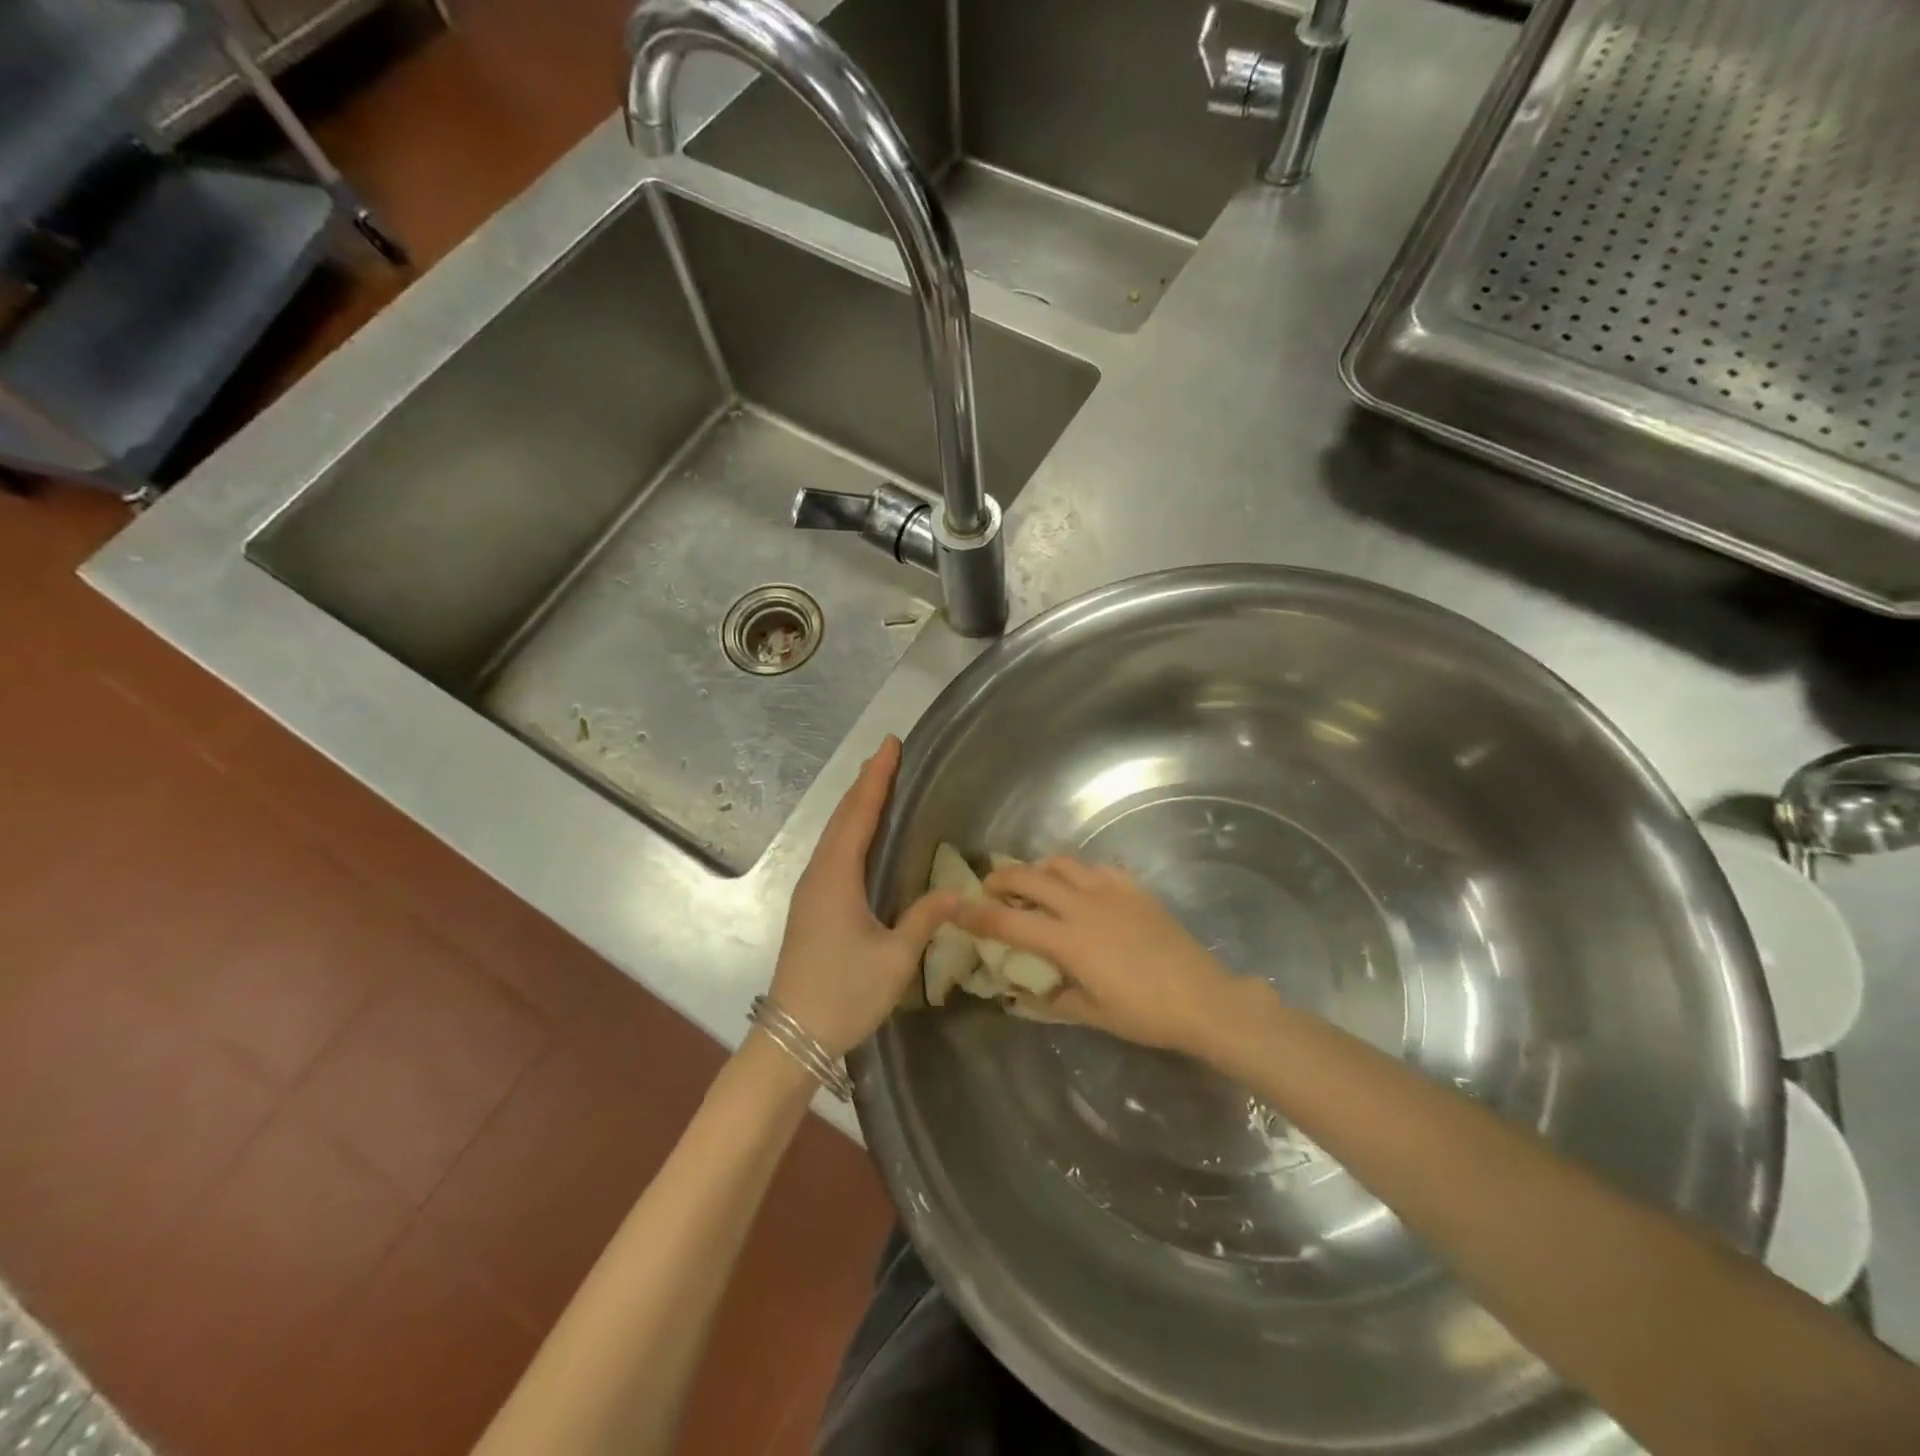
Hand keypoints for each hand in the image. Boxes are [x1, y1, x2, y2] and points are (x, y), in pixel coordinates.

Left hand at [770, 736, 959, 1055]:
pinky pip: (831, 853)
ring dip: (854, 806)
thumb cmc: (845, 994)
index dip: (876, 778)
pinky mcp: (809, 907)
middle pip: (842, 818)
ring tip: (876, 785)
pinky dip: (848, 830)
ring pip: (833, 835)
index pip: (859, 814)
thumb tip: (957, 892)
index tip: (890, 745)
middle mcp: (818, 874)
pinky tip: (860, 837)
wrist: (791, 1035)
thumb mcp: (895, 958)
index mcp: (837, 877)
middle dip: (865, 784)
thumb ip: (924, 919)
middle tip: (888, 756)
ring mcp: (809, 891)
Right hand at [958, 857, 1242, 1056]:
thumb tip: (1025, 992)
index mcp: (1069, 941)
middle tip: (989, 889)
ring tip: (1033, 883)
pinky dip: (1077, 873)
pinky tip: (1080, 889)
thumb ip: (1053, 998)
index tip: (956, 908)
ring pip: (1062, 863)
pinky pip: (1096, 868)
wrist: (1204, 998)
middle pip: (1029, 876)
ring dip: (1038, 869)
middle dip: (1001, 878)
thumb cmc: (1146, 1014)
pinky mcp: (1134, 888)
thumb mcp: (1093, 1014)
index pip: (1010, 921)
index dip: (978, 914)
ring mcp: (1111, 891)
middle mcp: (1083, 906)